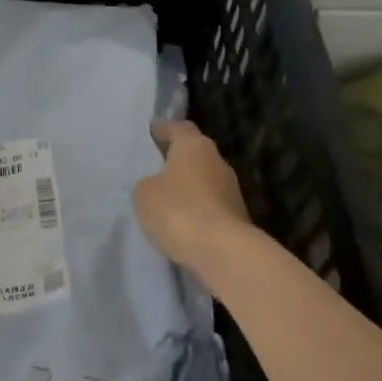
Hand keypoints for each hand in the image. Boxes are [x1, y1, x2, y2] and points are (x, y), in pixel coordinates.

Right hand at [133, 119, 253, 271]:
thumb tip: (157, 184)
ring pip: (203, 180)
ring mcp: (231, 189)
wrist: (224, 253)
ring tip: (165, 198)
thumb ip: (148, 183)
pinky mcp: (237, 217)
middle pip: (194, 153)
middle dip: (176, 158)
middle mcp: (217, 161)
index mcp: (194, 145)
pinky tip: (180, 222)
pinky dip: (196, 210)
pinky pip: (210, 205)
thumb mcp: (144, 194)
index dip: (163, 129)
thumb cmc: (179, 211)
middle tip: (154, 166)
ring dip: (187, 186)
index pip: (178, 127)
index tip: (151, 132)